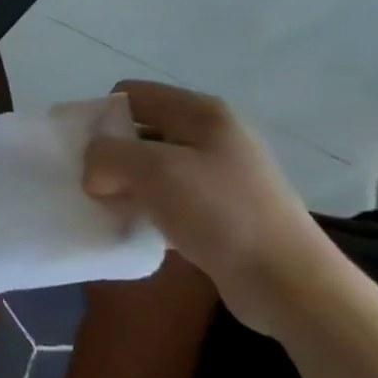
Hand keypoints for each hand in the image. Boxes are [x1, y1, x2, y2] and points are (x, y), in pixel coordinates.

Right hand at [82, 81, 341, 336]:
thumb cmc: (220, 212)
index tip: (88, 155)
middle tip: (99, 187)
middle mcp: (212, 134)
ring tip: (116, 211)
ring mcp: (220, 173)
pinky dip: (148, 210)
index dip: (102, 118)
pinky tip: (141, 230)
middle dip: (112, 156)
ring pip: (151, 167)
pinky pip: (169, 198)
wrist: (288, 284)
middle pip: (139, 130)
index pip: (130, 94)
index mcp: (201, 112)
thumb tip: (95, 173)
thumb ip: (105, 155)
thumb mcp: (150, 170)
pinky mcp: (222, 210)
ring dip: (128, 186)